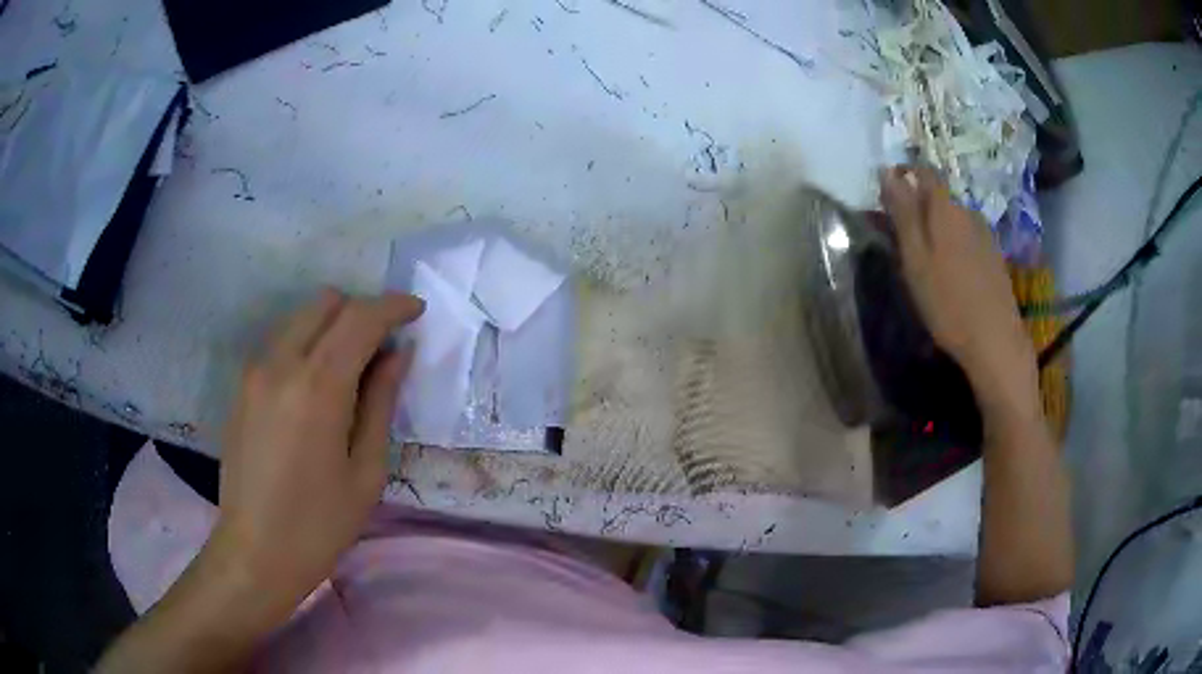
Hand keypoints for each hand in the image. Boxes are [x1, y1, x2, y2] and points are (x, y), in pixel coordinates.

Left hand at [210, 289, 424, 617]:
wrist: (255, 552)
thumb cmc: (319, 525)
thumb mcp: (365, 471)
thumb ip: (381, 402)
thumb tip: (399, 354)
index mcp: (318, 387)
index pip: (360, 318)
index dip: (394, 307)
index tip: (417, 312)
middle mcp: (281, 364)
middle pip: (326, 303)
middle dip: (362, 310)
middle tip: (384, 345)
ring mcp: (255, 372)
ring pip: (300, 317)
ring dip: (332, 325)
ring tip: (352, 367)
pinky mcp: (242, 386)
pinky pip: (281, 341)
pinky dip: (307, 343)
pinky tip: (318, 386)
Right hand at [879, 166, 1036, 411]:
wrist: (996, 343)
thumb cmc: (948, 302)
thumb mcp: (915, 258)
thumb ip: (903, 213)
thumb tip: (887, 171)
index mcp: (946, 209)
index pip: (924, 172)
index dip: (904, 174)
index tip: (887, 192)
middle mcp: (968, 213)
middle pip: (939, 196)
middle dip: (918, 205)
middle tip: (900, 234)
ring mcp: (985, 235)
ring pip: (954, 218)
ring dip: (936, 227)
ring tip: (923, 257)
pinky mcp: (994, 258)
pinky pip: (967, 237)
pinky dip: (953, 244)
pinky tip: (949, 272)